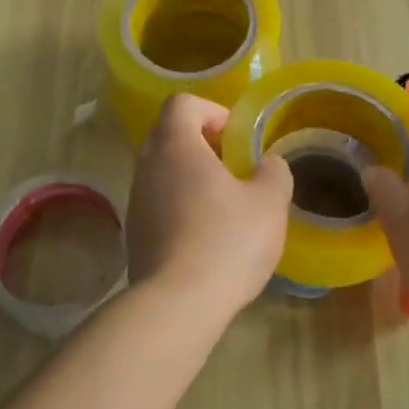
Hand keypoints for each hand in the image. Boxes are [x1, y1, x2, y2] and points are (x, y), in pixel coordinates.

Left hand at [126, 93, 291, 319]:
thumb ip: (274, 172)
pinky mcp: (135, 235)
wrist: (177, 304)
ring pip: (162, 172)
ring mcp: (136, 202)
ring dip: (191, 177)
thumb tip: (268, 164)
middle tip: (234, 166)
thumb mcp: (269, 202)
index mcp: (176, 147)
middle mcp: (147, 167)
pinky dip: (180, 207)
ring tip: (225, 204)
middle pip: (168, 135)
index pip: (182, 104)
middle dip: (202, 144)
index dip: (211, 110)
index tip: (236, 135)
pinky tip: (207, 236)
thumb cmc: (227, 241)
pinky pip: (158, 204)